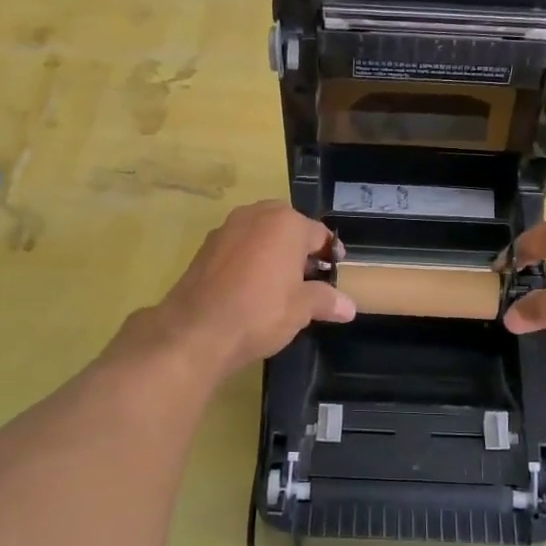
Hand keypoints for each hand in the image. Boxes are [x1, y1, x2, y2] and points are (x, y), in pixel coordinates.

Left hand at [152, 200, 354, 375]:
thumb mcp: (302, 309)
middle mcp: (257, 215)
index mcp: (287, 223)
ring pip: (261, 235)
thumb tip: (349, 307)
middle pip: (288, 228)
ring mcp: (227, 228)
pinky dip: (249, 260)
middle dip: (299, 249)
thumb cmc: (260, 312)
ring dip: (273, 252)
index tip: (335, 273)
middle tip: (308, 278)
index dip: (330, 254)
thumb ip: (326, 301)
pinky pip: (238, 246)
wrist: (196, 330)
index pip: (319, 234)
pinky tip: (250, 288)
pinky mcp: (205, 246)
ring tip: (280, 284)